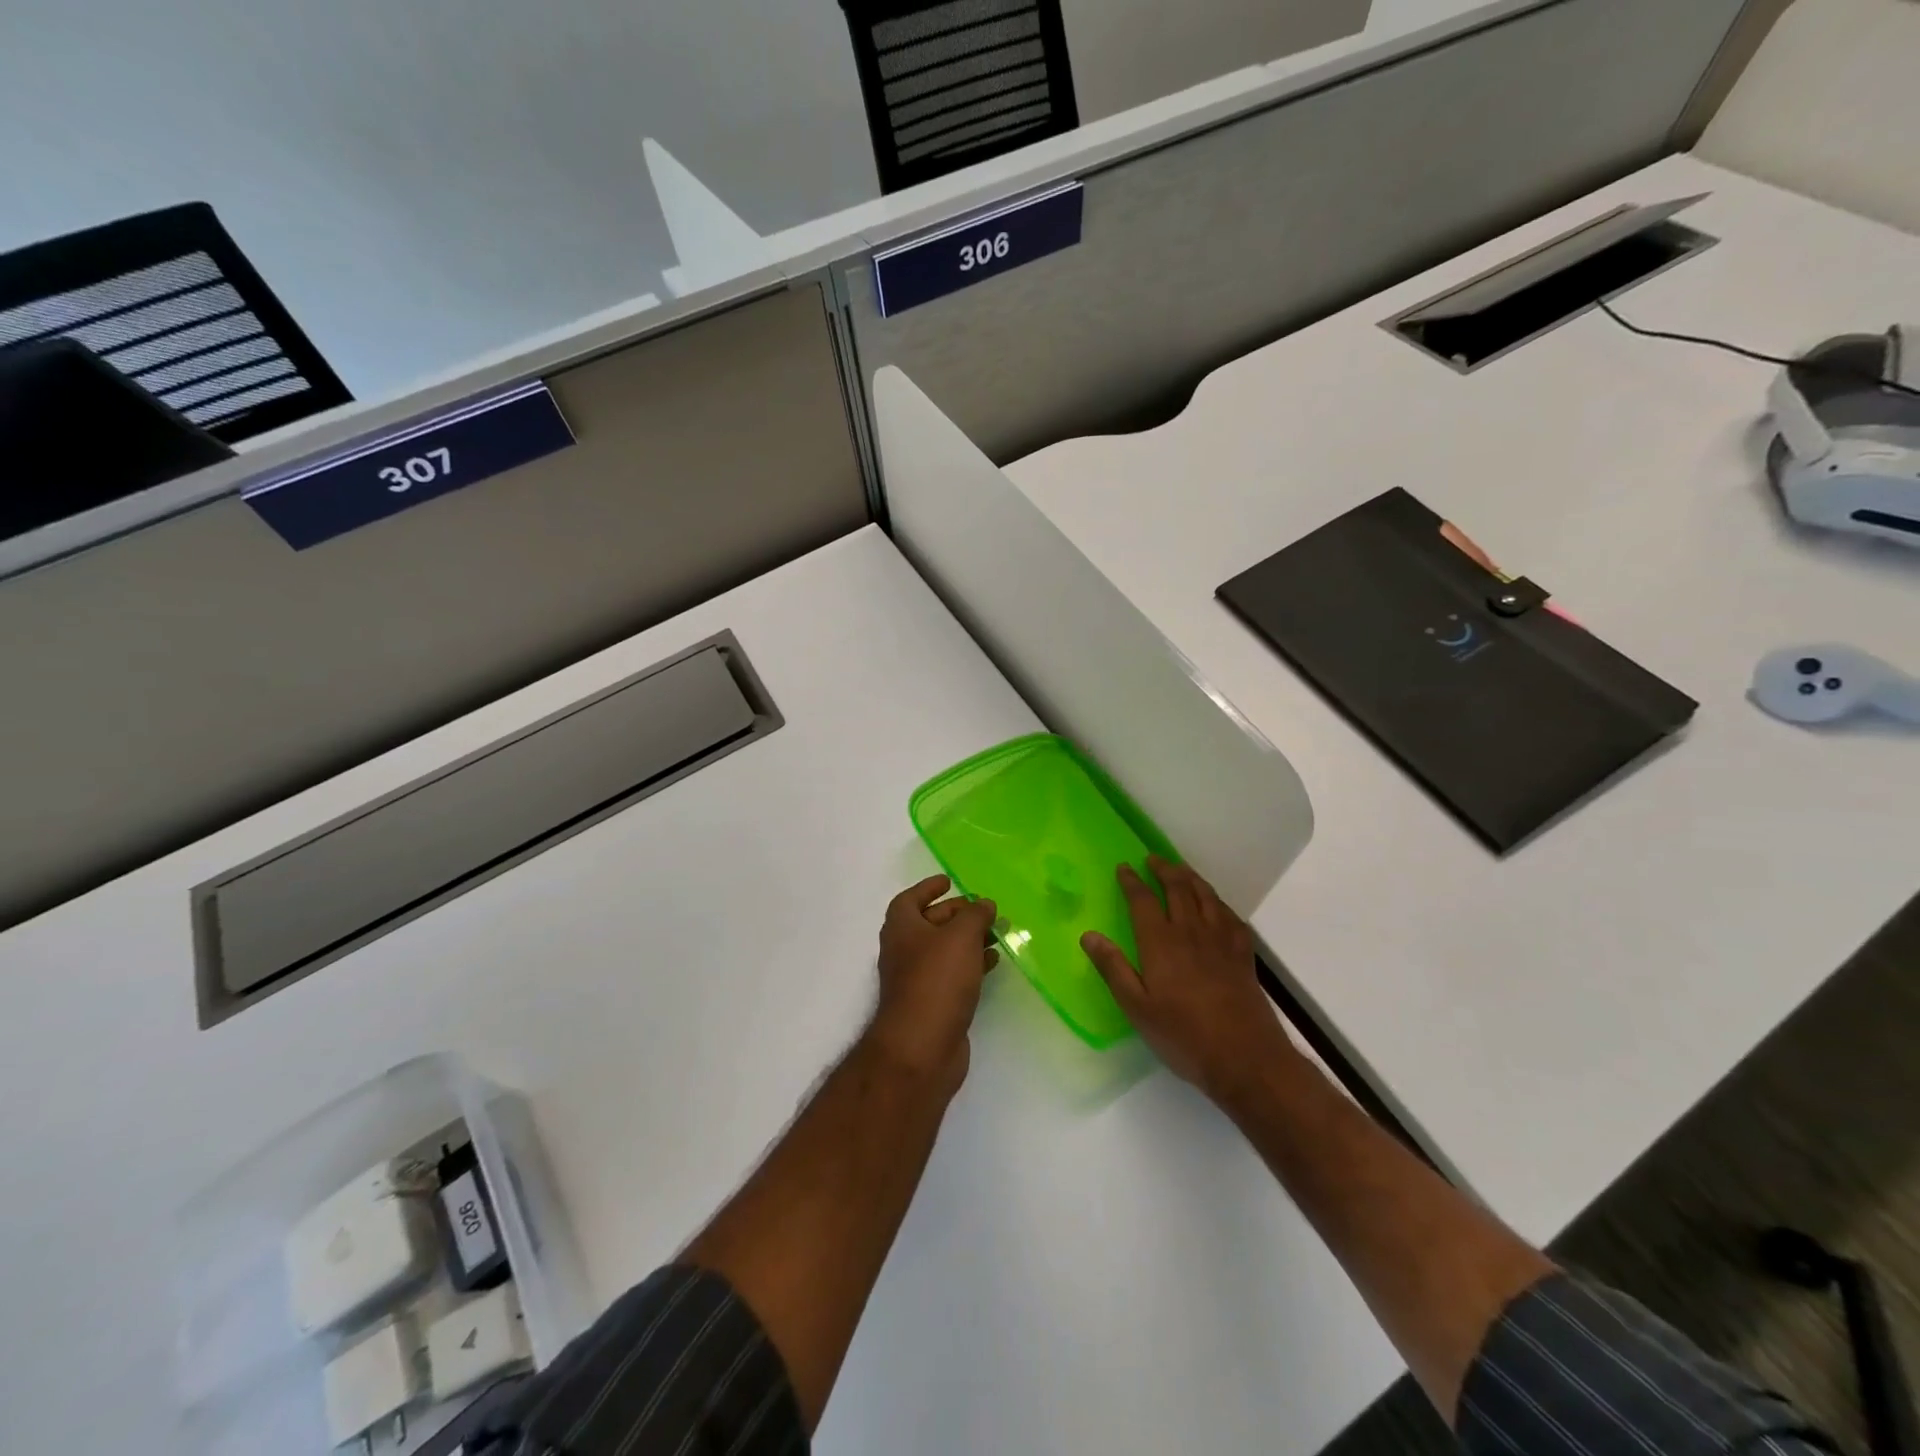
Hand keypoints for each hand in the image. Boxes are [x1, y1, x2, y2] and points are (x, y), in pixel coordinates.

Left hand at [866, 876, 999, 1092]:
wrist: (922, 1046)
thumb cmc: (937, 980)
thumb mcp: (960, 937)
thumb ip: (975, 915)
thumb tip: (984, 903)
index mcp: (902, 927)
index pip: (910, 898)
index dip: (929, 888)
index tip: (949, 881)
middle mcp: (904, 950)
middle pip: (930, 923)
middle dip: (957, 914)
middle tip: (985, 910)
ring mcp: (917, 979)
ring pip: (945, 950)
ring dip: (969, 939)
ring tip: (998, 933)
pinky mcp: (933, 1003)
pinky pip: (953, 974)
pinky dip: (972, 963)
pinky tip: (993, 962)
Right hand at [1081, 857, 1294, 1102]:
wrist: (1246, 1057)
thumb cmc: (1183, 1036)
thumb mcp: (1137, 1008)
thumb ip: (1113, 969)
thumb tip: (1088, 935)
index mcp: (1161, 942)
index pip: (1142, 900)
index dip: (1131, 881)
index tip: (1123, 867)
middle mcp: (1191, 931)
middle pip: (1177, 888)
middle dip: (1163, 870)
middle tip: (1153, 859)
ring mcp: (1221, 940)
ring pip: (1205, 896)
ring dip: (1191, 877)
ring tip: (1181, 869)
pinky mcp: (1243, 954)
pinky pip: (1230, 915)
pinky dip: (1218, 902)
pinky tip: (1216, 905)